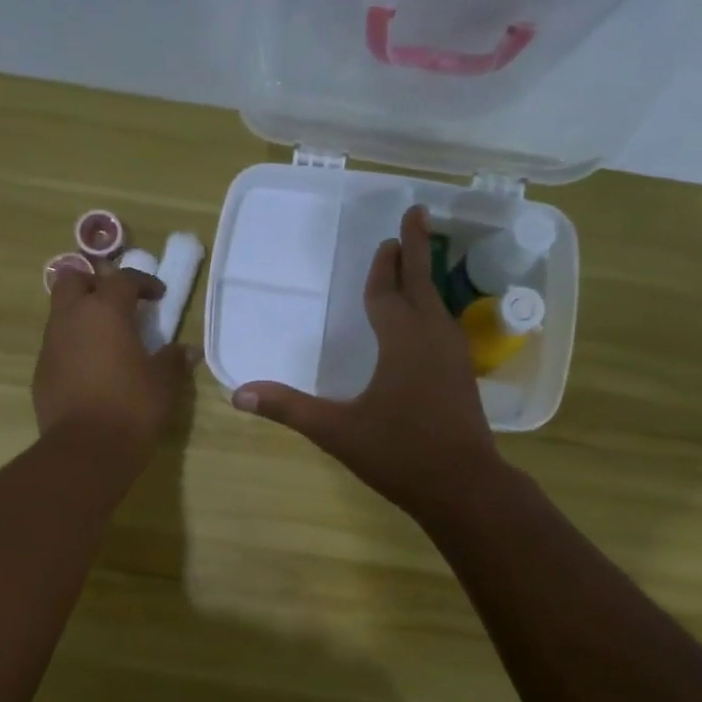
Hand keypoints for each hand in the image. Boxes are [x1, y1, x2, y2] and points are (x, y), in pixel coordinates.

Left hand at [35, 263, 197, 461]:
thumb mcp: (163, 383)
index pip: (123, 279)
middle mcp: (72, 318)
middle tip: (117, 303)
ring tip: (105, 338)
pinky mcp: (41, 371)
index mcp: (105, 311)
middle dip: (95, 284)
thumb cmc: (132, 408)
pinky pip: (56, 345)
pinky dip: (73, 345)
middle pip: (74, 280)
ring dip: (82, 315)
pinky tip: (91, 368)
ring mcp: (51, 344)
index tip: (158, 296)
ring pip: (61, 312)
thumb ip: (173, 360)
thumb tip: (186, 350)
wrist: (86, 449)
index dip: (143, 282)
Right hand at [232, 205, 501, 518]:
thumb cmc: (399, 453)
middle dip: (417, 250)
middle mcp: (432, 340)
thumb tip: (238, 393)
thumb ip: (289, 408)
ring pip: (438, 307)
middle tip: (417, 215)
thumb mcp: (337, 431)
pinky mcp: (463, 379)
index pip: (388, 294)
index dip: (384, 268)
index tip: (389, 237)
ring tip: (420, 265)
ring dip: (426, 281)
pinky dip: (434, 312)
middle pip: (422, 285)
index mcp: (402, 342)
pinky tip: (430, 326)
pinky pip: (445, 329)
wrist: (463, 486)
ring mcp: (453, 359)